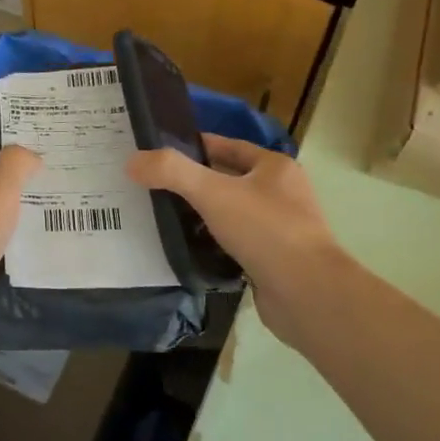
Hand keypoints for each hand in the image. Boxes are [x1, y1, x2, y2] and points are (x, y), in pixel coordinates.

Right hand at [128, 134, 356, 351]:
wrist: (307, 294)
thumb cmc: (265, 230)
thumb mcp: (213, 193)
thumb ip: (172, 173)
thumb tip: (133, 161)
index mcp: (275, 167)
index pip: (229, 146)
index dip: (195, 146)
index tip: (160, 153)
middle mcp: (282, 194)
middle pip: (229, 180)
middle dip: (195, 183)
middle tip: (154, 186)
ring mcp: (280, 229)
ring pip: (232, 214)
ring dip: (203, 215)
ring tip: (163, 217)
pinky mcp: (273, 261)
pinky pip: (236, 244)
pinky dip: (213, 245)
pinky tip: (188, 250)